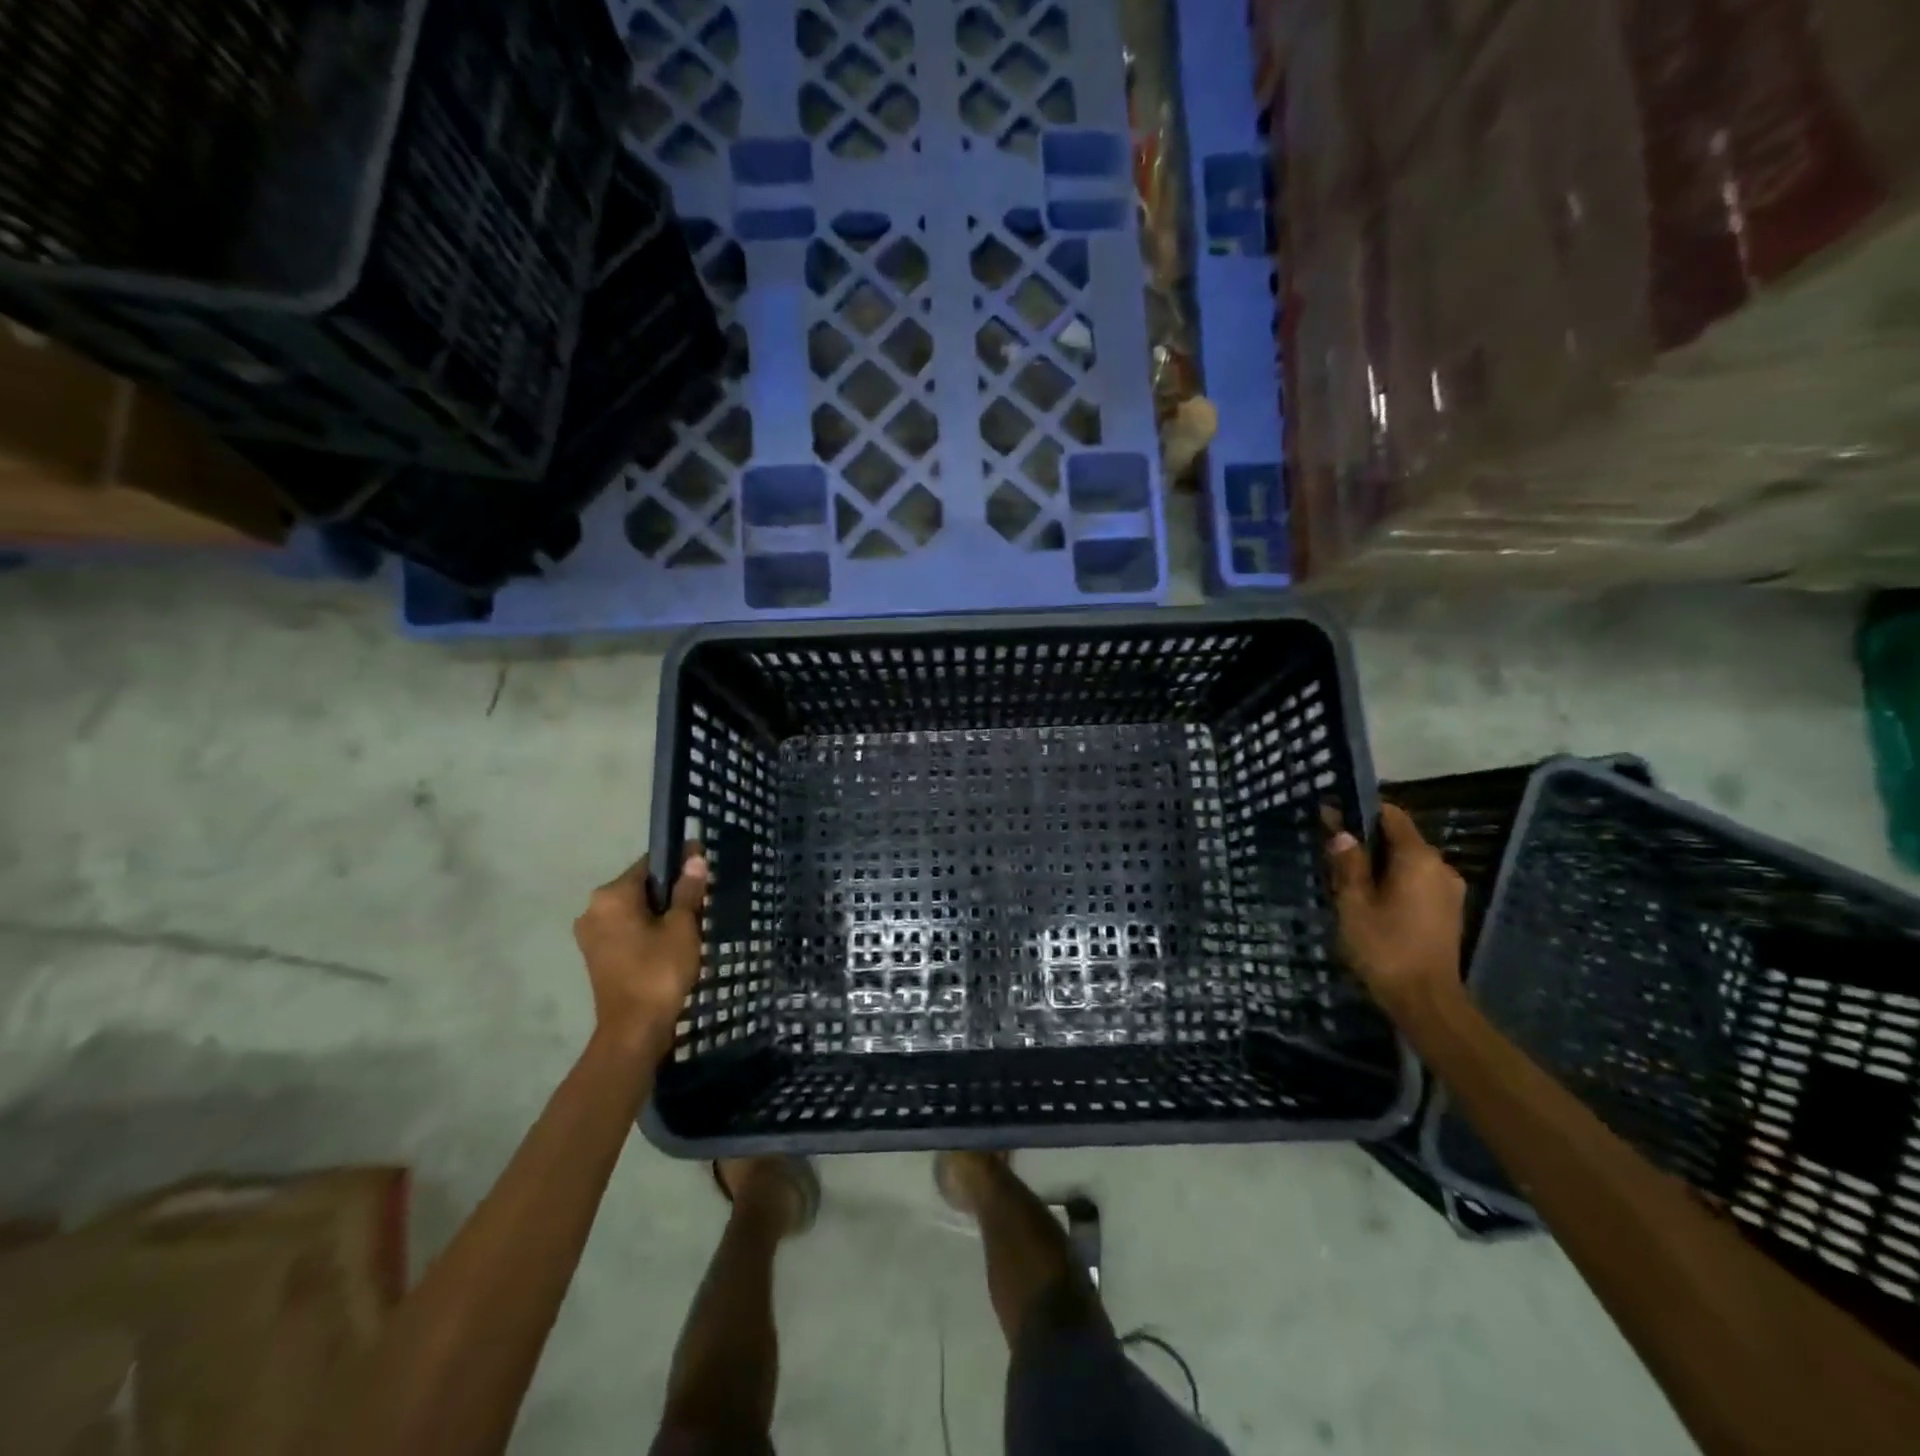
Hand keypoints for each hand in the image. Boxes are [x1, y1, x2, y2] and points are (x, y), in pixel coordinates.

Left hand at [573, 847, 708, 1055]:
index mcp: (611, 896)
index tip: (704, 866)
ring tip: (691, 925)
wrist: (633, 1031)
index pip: (649, 864)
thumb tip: (694, 858)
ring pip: (634, 911)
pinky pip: (626, 930)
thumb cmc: (658, 972)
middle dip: (670, 892)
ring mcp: (591, 935)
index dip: (679, 863)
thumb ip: (687, 890)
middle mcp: (593, 910)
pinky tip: (671, 944)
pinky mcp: (596, 956)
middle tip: (702, 902)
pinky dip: (647, 931)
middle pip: (640, 888)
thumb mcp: (681, 927)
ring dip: (660, 913)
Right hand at [1326, 803, 1465, 1012]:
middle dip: (1366, 840)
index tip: (1331, 817)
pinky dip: (1394, 881)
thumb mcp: (1353, 903)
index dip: (1360, 811)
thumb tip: (1341, 832)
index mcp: (1417, 858)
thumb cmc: (1384, 947)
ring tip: (1348, 880)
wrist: (1425, 1000)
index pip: (1390, 814)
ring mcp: (1449, 889)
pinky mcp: (1449, 910)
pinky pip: (1418, 881)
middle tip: (1332, 854)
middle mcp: (1440, 866)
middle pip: (1399, 838)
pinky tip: (1373, 900)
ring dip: (1380, 863)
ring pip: (1408, 861)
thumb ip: (1348, 863)